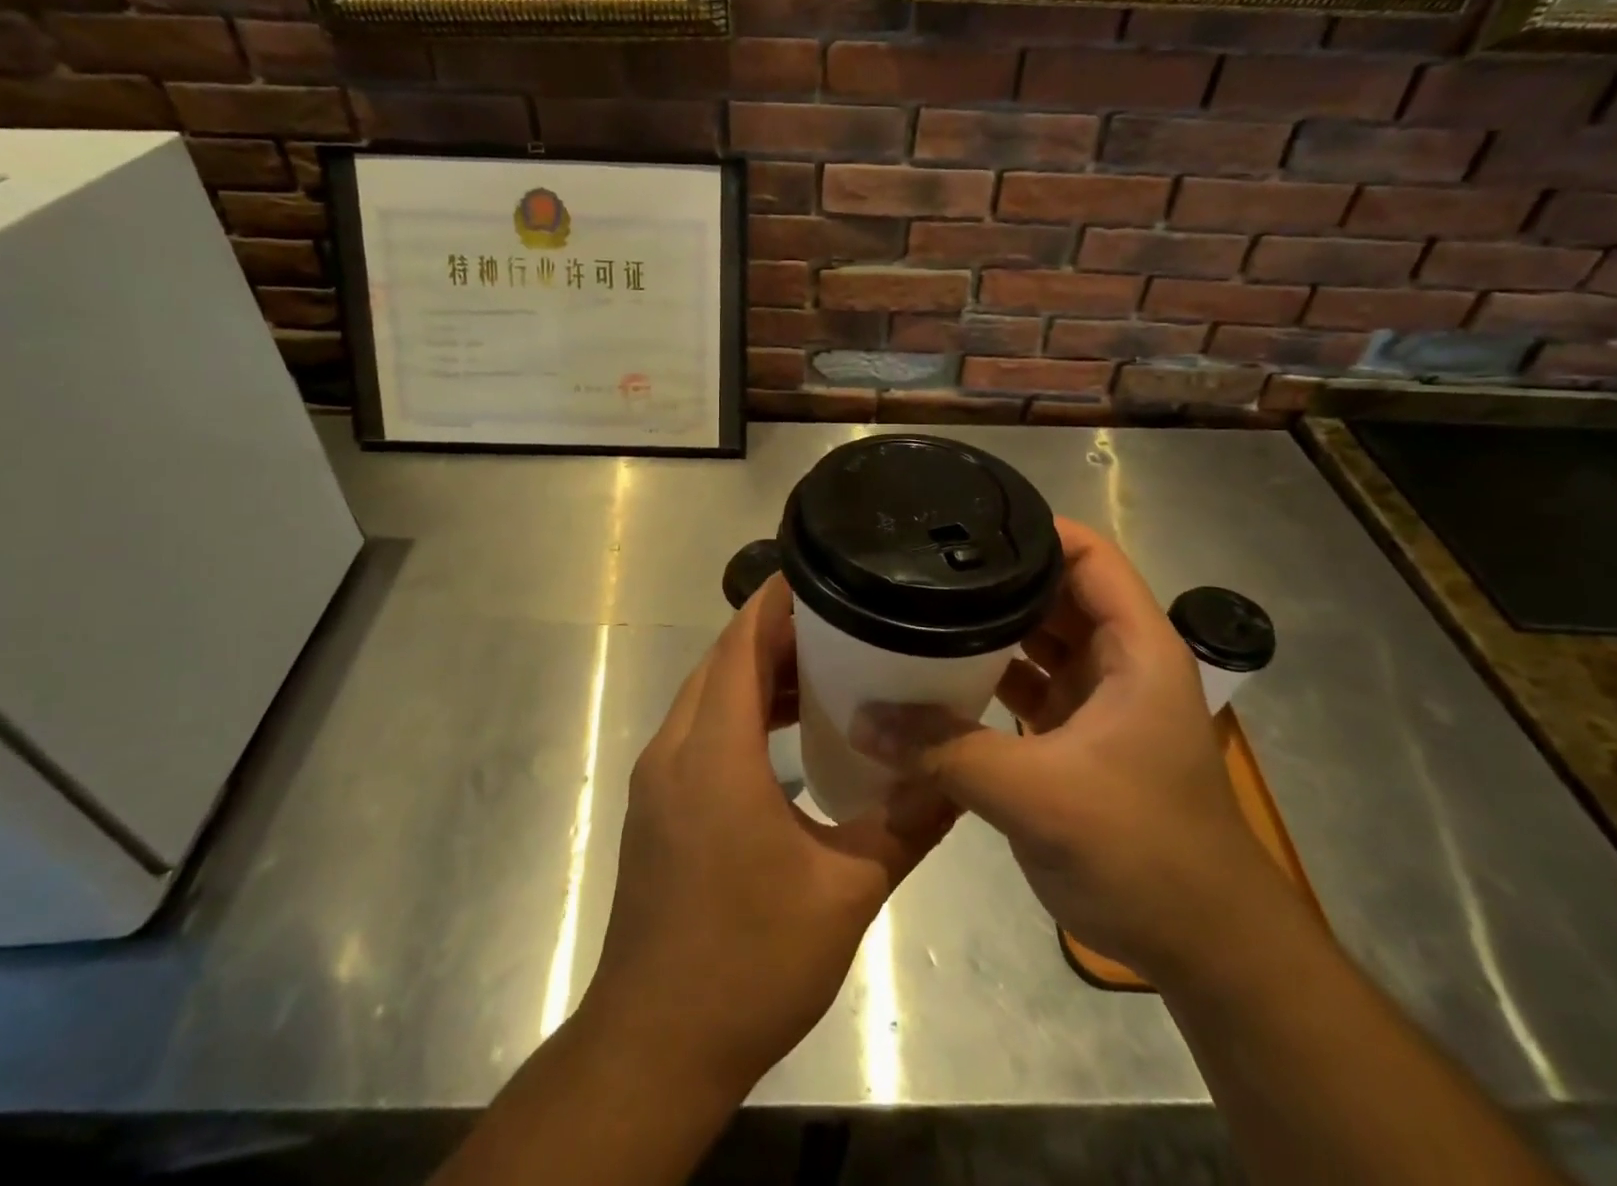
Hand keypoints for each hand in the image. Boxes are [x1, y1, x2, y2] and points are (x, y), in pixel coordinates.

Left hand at [583, 575, 954, 1096]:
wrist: (656, 1043)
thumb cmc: (750, 961)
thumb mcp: (846, 892)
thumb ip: (906, 825)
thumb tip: (960, 776)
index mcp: (714, 752)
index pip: (740, 643)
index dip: (776, 601)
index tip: (821, 573)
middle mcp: (674, 748)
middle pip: (721, 660)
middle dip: (774, 631)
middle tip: (840, 619)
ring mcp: (657, 777)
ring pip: (707, 693)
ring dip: (755, 672)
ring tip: (822, 668)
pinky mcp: (656, 804)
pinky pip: (698, 728)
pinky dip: (739, 710)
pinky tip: (786, 732)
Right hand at [853, 517, 1290, 982]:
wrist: (1201, 946)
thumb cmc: (1142, 849)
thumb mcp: (1038, 793)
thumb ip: (945, 750)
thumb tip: (862, 718)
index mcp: (1135, 648)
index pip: (1088, 556)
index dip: (1034, 530)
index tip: (965, 523)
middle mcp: (1118, 661)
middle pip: (1053, 593)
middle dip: (995, 578)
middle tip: (922, 564)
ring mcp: (1096, 701)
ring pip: (1035, 642)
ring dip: (987, 630)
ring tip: (918, 607)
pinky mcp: (1074, 738)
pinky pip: (1024, 687)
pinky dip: (986, 678)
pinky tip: (934, 675)